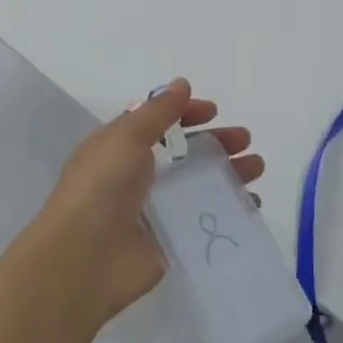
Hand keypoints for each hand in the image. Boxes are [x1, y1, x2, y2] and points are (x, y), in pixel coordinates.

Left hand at [37, 80, 264, 325]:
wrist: (85, 258)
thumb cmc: (101, 186)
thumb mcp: (126, 136)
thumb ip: (157, 111)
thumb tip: (181, 84)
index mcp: (121, 147)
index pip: (158, 123)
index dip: (185, 113)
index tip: (213, 111)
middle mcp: (137, 175)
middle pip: (184, 153)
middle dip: (216, 142)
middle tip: (245, 140)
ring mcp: (155, 210)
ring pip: (198, 184)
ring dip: (228, 173)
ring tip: (257, 167)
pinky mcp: (170, 241)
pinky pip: (204, 219)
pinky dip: (228, 210)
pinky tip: (251, 204)